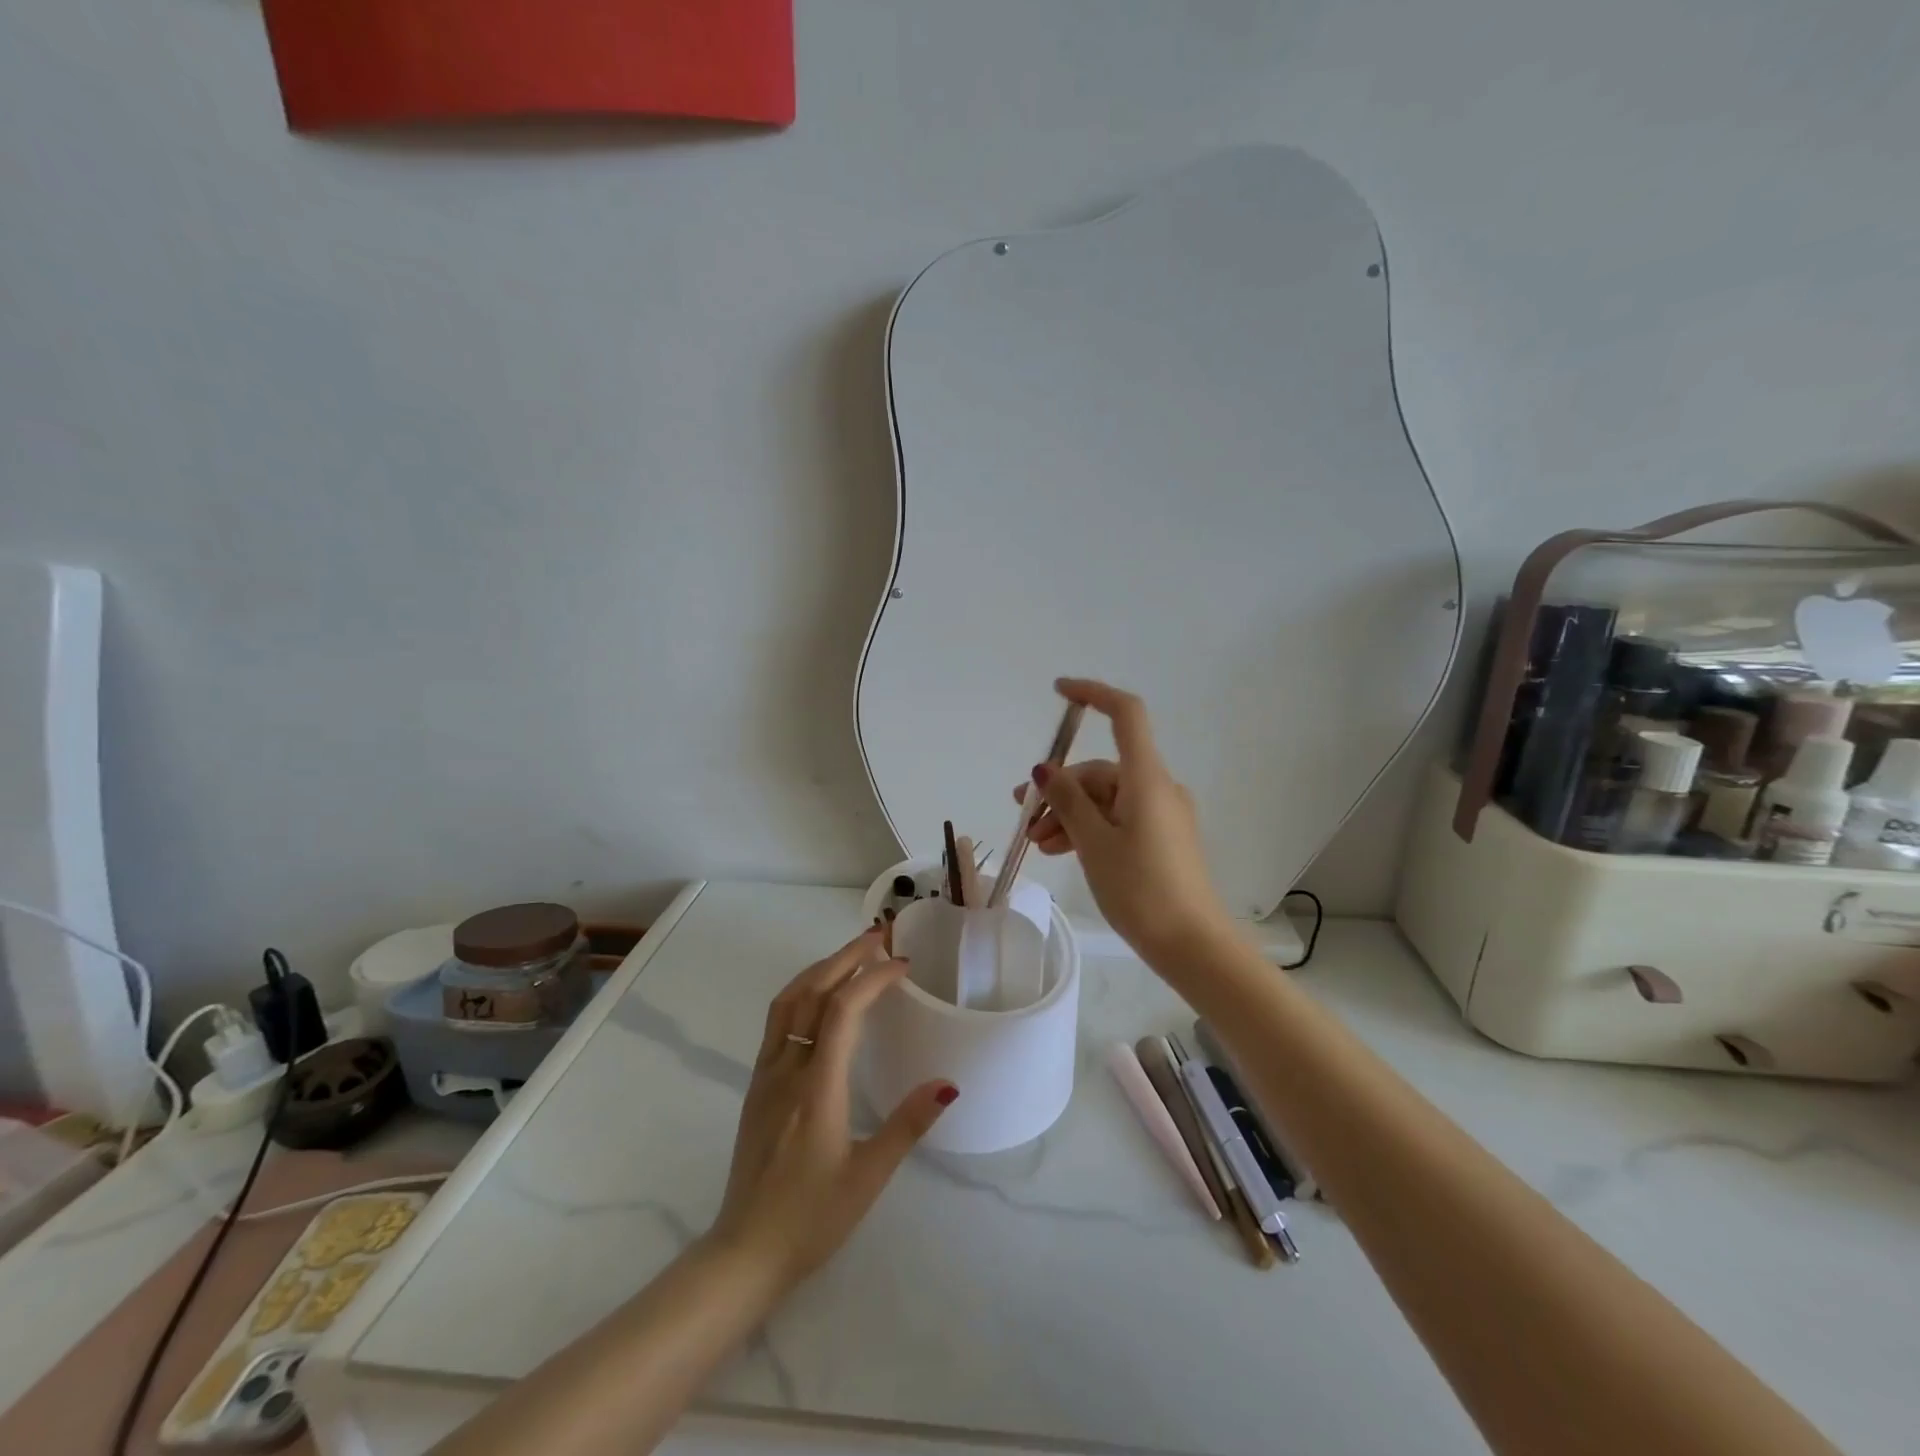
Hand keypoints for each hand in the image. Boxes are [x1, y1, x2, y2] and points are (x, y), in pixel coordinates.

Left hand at [706, 930, 956, 1294]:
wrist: (744, 1252)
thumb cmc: (811, 1218)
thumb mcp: (868, 1177)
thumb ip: (907, 1124)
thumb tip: (948, 1084)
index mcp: (817, 1088)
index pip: (842, 1011)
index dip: (872, 978)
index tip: (903, 965)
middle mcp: (787, 1069)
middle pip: (811, 992)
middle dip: (845, 957)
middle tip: (878, 936)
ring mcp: (766, 1075)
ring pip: (787, 1001)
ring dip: (820, 969)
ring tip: (851, 955)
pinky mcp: (756, 1085)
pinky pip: (778, 1021)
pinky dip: (802, 992)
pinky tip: (819, 997)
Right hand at [1012, 678, 1230, 961]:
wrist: (1191, 944)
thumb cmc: (1140, 888)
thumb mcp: (1094, 843)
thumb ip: (1067, 801)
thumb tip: (1045, 770)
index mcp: (1146, 778)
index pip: (1125, 714)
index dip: (1093, 694)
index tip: (1058, 692)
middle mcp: (1157, 787)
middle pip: (1101, 770)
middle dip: (1060, 790)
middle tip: (1024, 817)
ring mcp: (1162, 814)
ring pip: (1105, 799)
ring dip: (1069, 815)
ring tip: (1038, 843)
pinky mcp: (1161, 837)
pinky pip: (1118, 818)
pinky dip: (1089, 828)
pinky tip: (1061, 851)